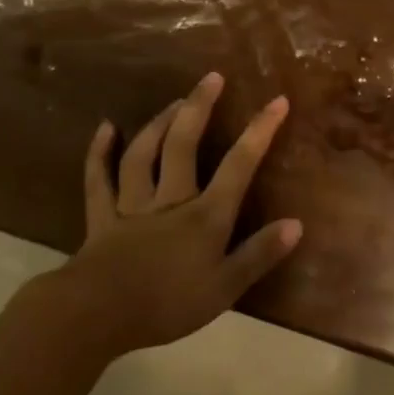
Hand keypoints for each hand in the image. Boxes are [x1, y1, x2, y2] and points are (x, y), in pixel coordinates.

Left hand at [33, 73, 302, 359]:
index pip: (239, 165)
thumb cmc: (167, 305)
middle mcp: (171, 198)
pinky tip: (105, 128)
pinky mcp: (101, 217)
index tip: (277, 101)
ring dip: (159, 123)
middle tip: (211, 77)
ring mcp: (133, 204)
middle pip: (184, 143)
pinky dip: (100, 152)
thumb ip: (259, 255)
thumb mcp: (224, 289)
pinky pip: (99, 179)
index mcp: (205, 215)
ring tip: (174, 100)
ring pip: (144, 153)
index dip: (260, 131)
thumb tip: (296, 224)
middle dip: (199, 107)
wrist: (96, 317)